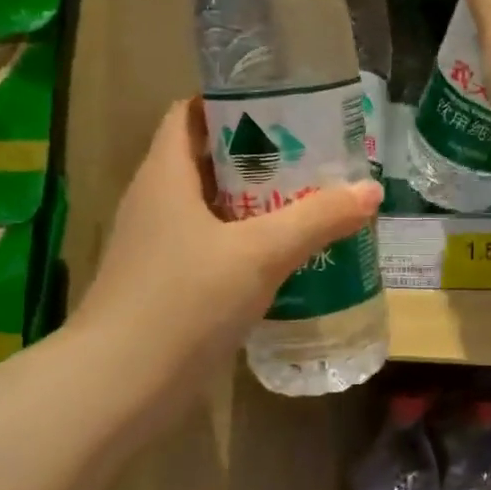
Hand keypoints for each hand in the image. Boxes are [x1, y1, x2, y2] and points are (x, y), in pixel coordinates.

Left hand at [73, 99, 380, 378]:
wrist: (120, 386)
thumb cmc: (184, 301)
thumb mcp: (260, 253)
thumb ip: (317, 218)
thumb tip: (370, 189)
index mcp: (165, 176)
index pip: (190, 115)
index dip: (232, 103)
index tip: (284, 108)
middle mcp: (155, 203)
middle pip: (208, 161)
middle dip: (260, 157)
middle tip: (314, 159)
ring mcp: (157, 247)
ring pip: (213, 208)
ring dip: (257, 203)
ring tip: (311, 204)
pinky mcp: (166, 285)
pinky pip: (212, 247)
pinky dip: (247, 244)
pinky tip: (285, 259)